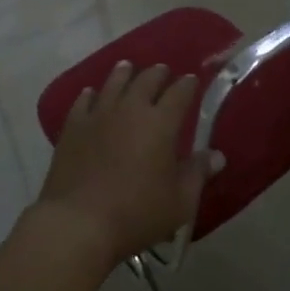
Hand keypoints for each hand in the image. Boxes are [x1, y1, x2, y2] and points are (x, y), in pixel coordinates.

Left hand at [34, 61, 221, 264]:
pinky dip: (91, 94)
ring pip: (113, 83)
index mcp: (161, 123)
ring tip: (128, 67)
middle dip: (158, 73)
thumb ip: (198, 174)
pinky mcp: (72, 128)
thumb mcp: (180, 201)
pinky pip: (83, 102)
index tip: (192, 80)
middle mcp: (130, 109)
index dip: (188, 84)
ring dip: (124, 73)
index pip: (180, 93)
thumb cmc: (137, 213)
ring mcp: (98, 115)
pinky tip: (91, 93)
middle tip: (163, 72)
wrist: (78, 223)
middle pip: (146, 80)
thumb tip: (217, 155)